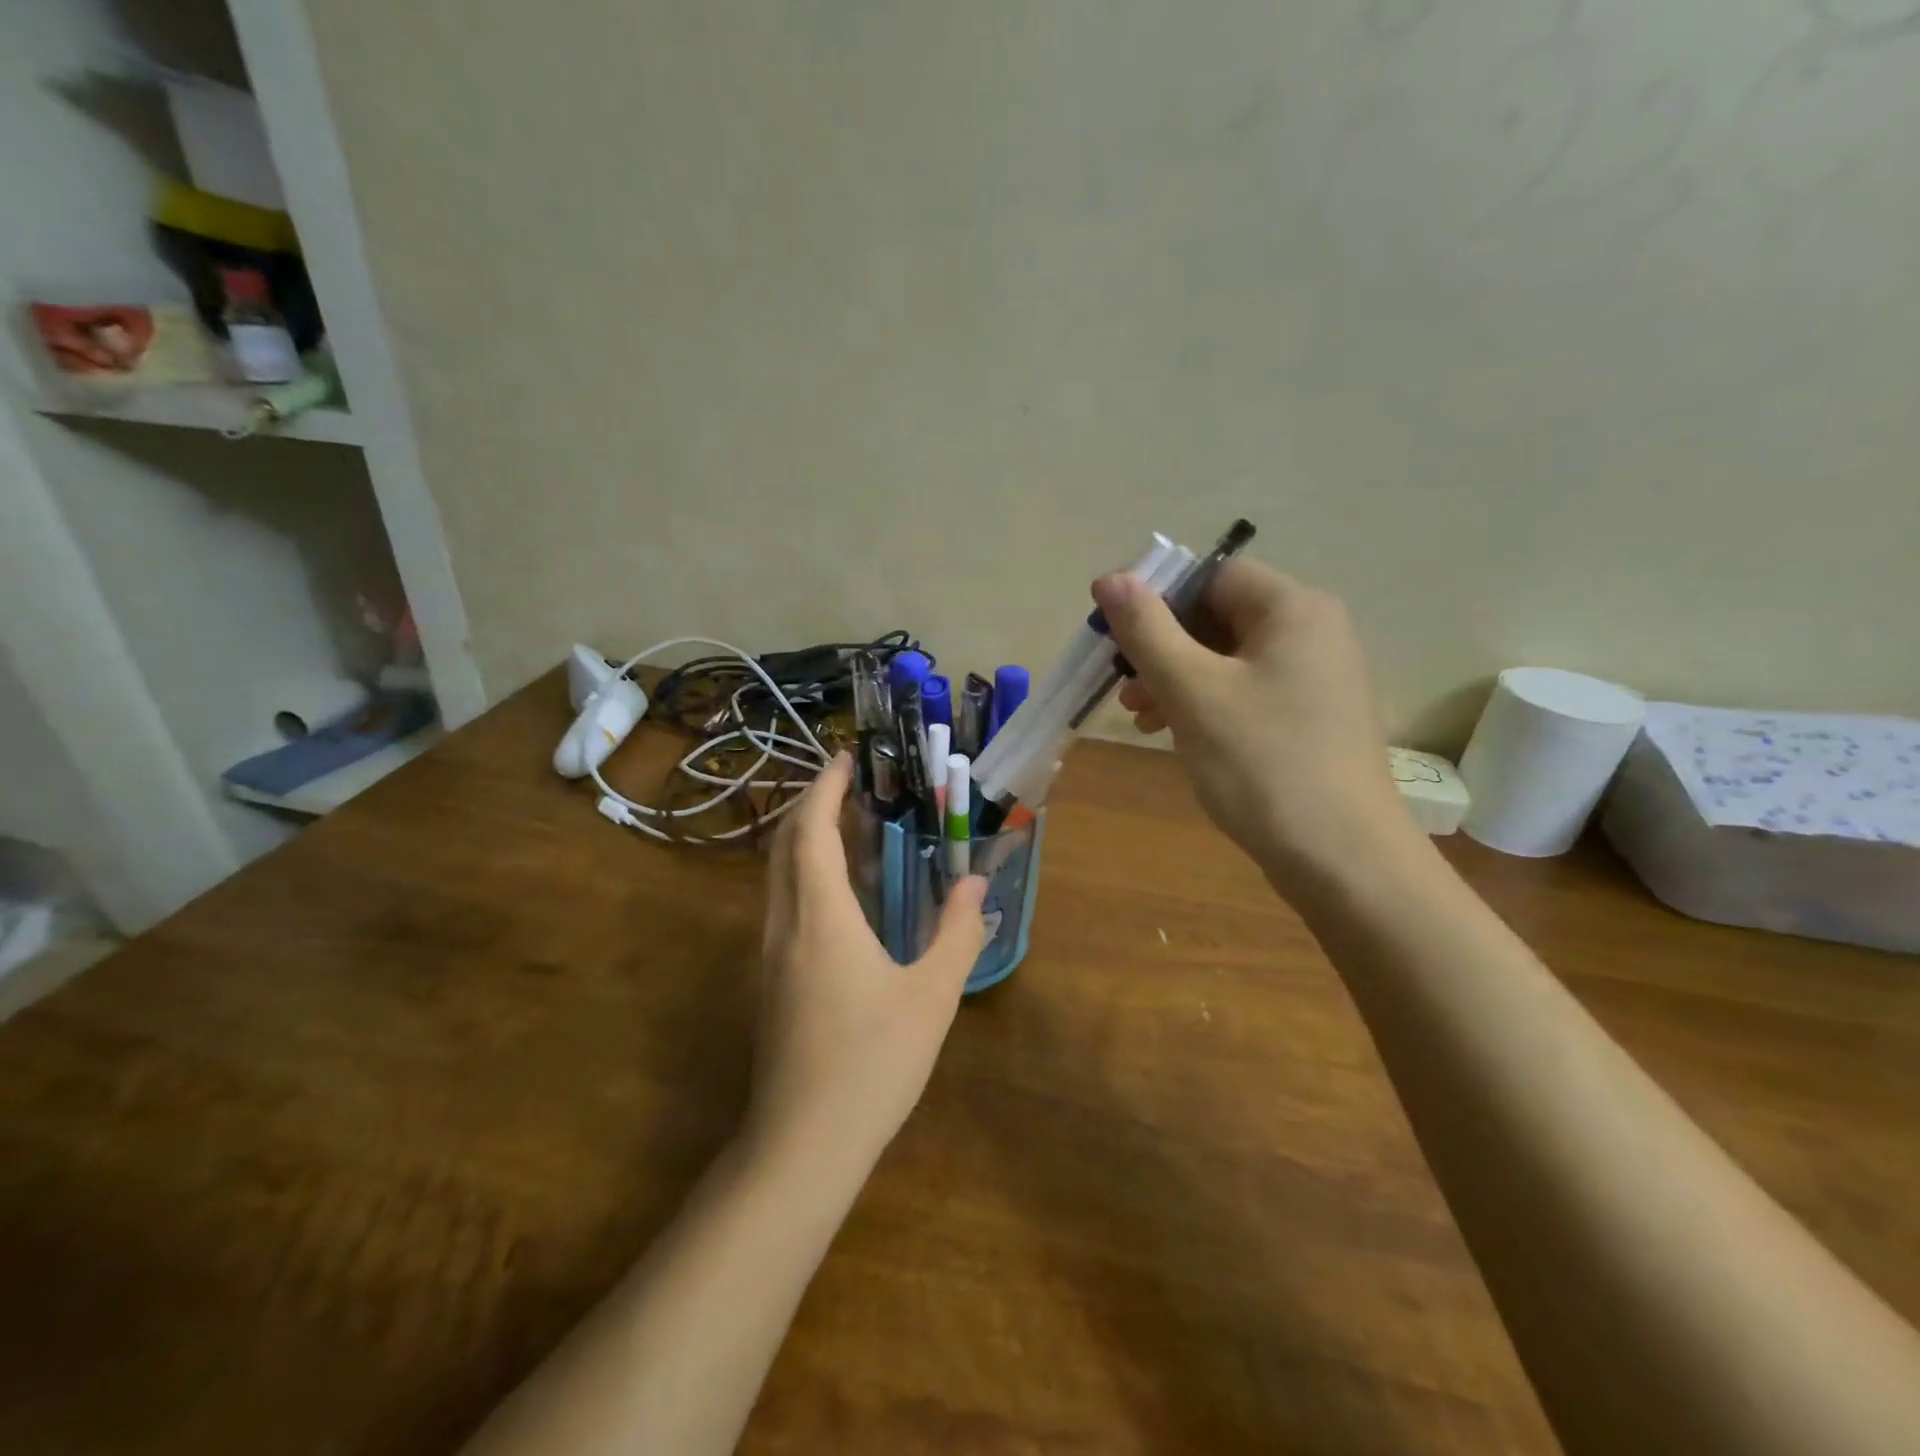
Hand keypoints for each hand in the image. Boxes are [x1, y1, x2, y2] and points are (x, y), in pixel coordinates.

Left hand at [749, 753, 987, 1170]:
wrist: (803, 1145)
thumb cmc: (872, 1062)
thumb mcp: (932, 995)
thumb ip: (957, 932)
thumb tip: (974, 882)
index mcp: (820, 915)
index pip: (812, 830)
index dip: (825, 788)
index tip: (846, 758)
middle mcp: (784, 923)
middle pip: (787, 844)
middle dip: (813, 804)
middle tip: (853, 784)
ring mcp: (770, 954)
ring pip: (780, 875)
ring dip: (808, 839)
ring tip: (852, 827)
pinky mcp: (772, 980)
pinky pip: (784, 904)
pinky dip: (807, 874)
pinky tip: (843, 893)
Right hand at [1091, 559, 1421, 895]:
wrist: (1341, 858)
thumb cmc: (1262, 762)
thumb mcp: (1192, 691)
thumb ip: (1147, 630)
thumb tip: (1109, 577)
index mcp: (1294, 609)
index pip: (1212, 577)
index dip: (1158, 599)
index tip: (1116, 638)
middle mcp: (1314, 632)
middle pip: (1219, 617)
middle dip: (1163, 648)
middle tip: (1124, 689)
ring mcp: (1317, 678)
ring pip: (1229, 659)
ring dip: (1178, 680)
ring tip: (1142, 719)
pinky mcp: (1312, 717)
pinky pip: (1247, 691)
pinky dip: (1207, 704)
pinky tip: (1176, 735)